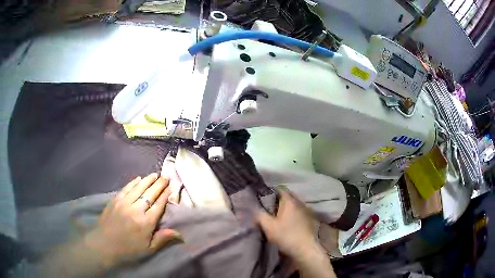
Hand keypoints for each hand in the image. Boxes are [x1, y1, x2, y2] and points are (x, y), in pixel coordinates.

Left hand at [85, 173, 181, 267]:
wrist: (104, 244)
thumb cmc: (128, 249)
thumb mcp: (148, 249)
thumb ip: (163, 239)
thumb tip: (180, 234)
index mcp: (146, 222)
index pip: (158, 205)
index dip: (165, 195)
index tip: (170, 188)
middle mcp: (136, 209)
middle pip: (150, 194)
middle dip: (159, 185)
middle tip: (165, 177)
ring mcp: (124, 203)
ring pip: (138, 188)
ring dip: (147, 180)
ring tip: (154, 174)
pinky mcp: (115, 200)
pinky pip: (126, 188)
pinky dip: (133, 182)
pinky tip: (138, 178)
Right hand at [257, 190, 316, 257]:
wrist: (306, 249)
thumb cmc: (286, 235)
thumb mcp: (268, 226)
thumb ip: (260, 215)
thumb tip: (254, 208)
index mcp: (290, 201)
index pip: (280, 189)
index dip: (271, 192)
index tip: (263, 199)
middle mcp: (300, 203)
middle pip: (288, 197)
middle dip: (278, 201)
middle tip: (269, 209)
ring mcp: (307, 211)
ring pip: (294, 205)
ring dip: (286, 208)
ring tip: (278, 217)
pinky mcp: (310, 219)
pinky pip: (299, 212)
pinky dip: (293, 214)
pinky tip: (288, 223)